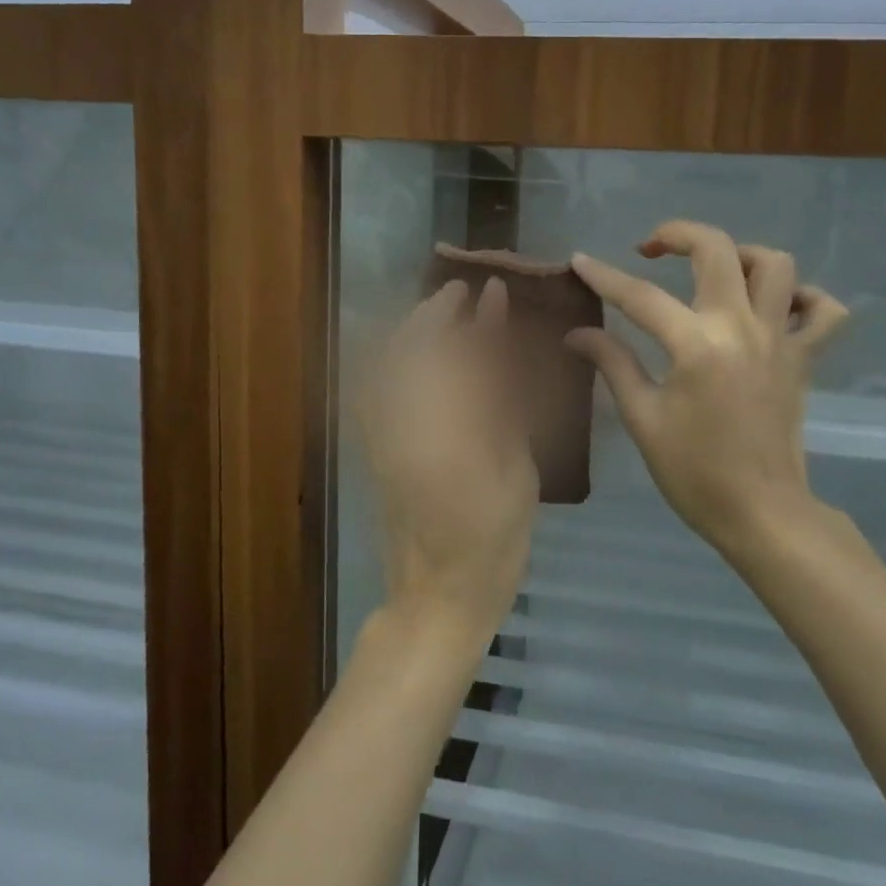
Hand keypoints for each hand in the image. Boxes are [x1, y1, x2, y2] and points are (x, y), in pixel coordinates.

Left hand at [357, 277, 539, 641]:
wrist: (438, 594)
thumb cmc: (495, 535)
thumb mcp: (515, 464)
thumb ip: (503, 399)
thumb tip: (501, 345)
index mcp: (447, 428)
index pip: (459, 354)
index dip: (479, 318)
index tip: (494, 291)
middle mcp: (402, 422)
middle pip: (411, 349)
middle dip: (434, 312)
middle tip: (461, 291)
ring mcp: (379, 433)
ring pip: (385, 363)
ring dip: (411, 331)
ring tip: (439, 314)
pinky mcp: (370, 445)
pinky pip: (374, 386)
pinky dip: (392, 359)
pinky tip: (413, 355)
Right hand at [567, 221, 847, 553]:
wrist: (761, 513)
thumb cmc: (694, 472)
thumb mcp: (643, 419)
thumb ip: (613, 364)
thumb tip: (576, 334)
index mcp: (696, 346)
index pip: (640, 296)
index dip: (604, 275)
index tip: (581, 261)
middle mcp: (742, 328)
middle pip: (717, 250)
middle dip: (678, 234)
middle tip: (652, 248)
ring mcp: (780, 340)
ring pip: (777, 265)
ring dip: (742, 255)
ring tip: (715, 272)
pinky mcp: (804, 359)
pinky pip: (823, 312)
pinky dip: (804, 298)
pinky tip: (775, 308)